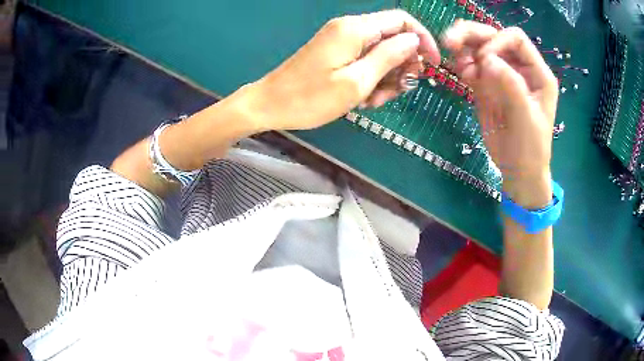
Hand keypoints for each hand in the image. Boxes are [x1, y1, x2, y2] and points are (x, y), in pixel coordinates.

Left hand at [243, 10, 439, 130]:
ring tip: (374, 101)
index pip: (402, 21)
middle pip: (393, 37)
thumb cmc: (310, 98)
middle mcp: (350, 29)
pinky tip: (363, 99)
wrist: (270, 105)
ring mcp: (342, 42)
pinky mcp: (336, 54)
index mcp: (356, 29)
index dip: (423, 39)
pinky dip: (371, 79)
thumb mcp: (357, 81)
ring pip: (381, 53)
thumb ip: (389, 56)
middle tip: (399, 91)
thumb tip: (414, 40)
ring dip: (387, 78)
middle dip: (403, 65)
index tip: (433, 64)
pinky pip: (365, 61)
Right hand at [443, 20, 557, 206]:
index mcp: (537, 73)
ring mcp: (501, 76)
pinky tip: (462, 75)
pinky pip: (471, 66)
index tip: (486, 59)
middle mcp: (518, 68)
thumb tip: (487, 59)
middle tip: (450, 42)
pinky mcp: (486, 86)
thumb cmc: (531, 148)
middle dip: (472, 35)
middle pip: (493, 37)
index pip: (515, 39)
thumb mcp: (527, 119)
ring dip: (463, 46)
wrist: (518, 170)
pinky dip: (462, 64)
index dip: (498, 41)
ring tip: (452, 54)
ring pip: (478, 47)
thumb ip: (511, 86)